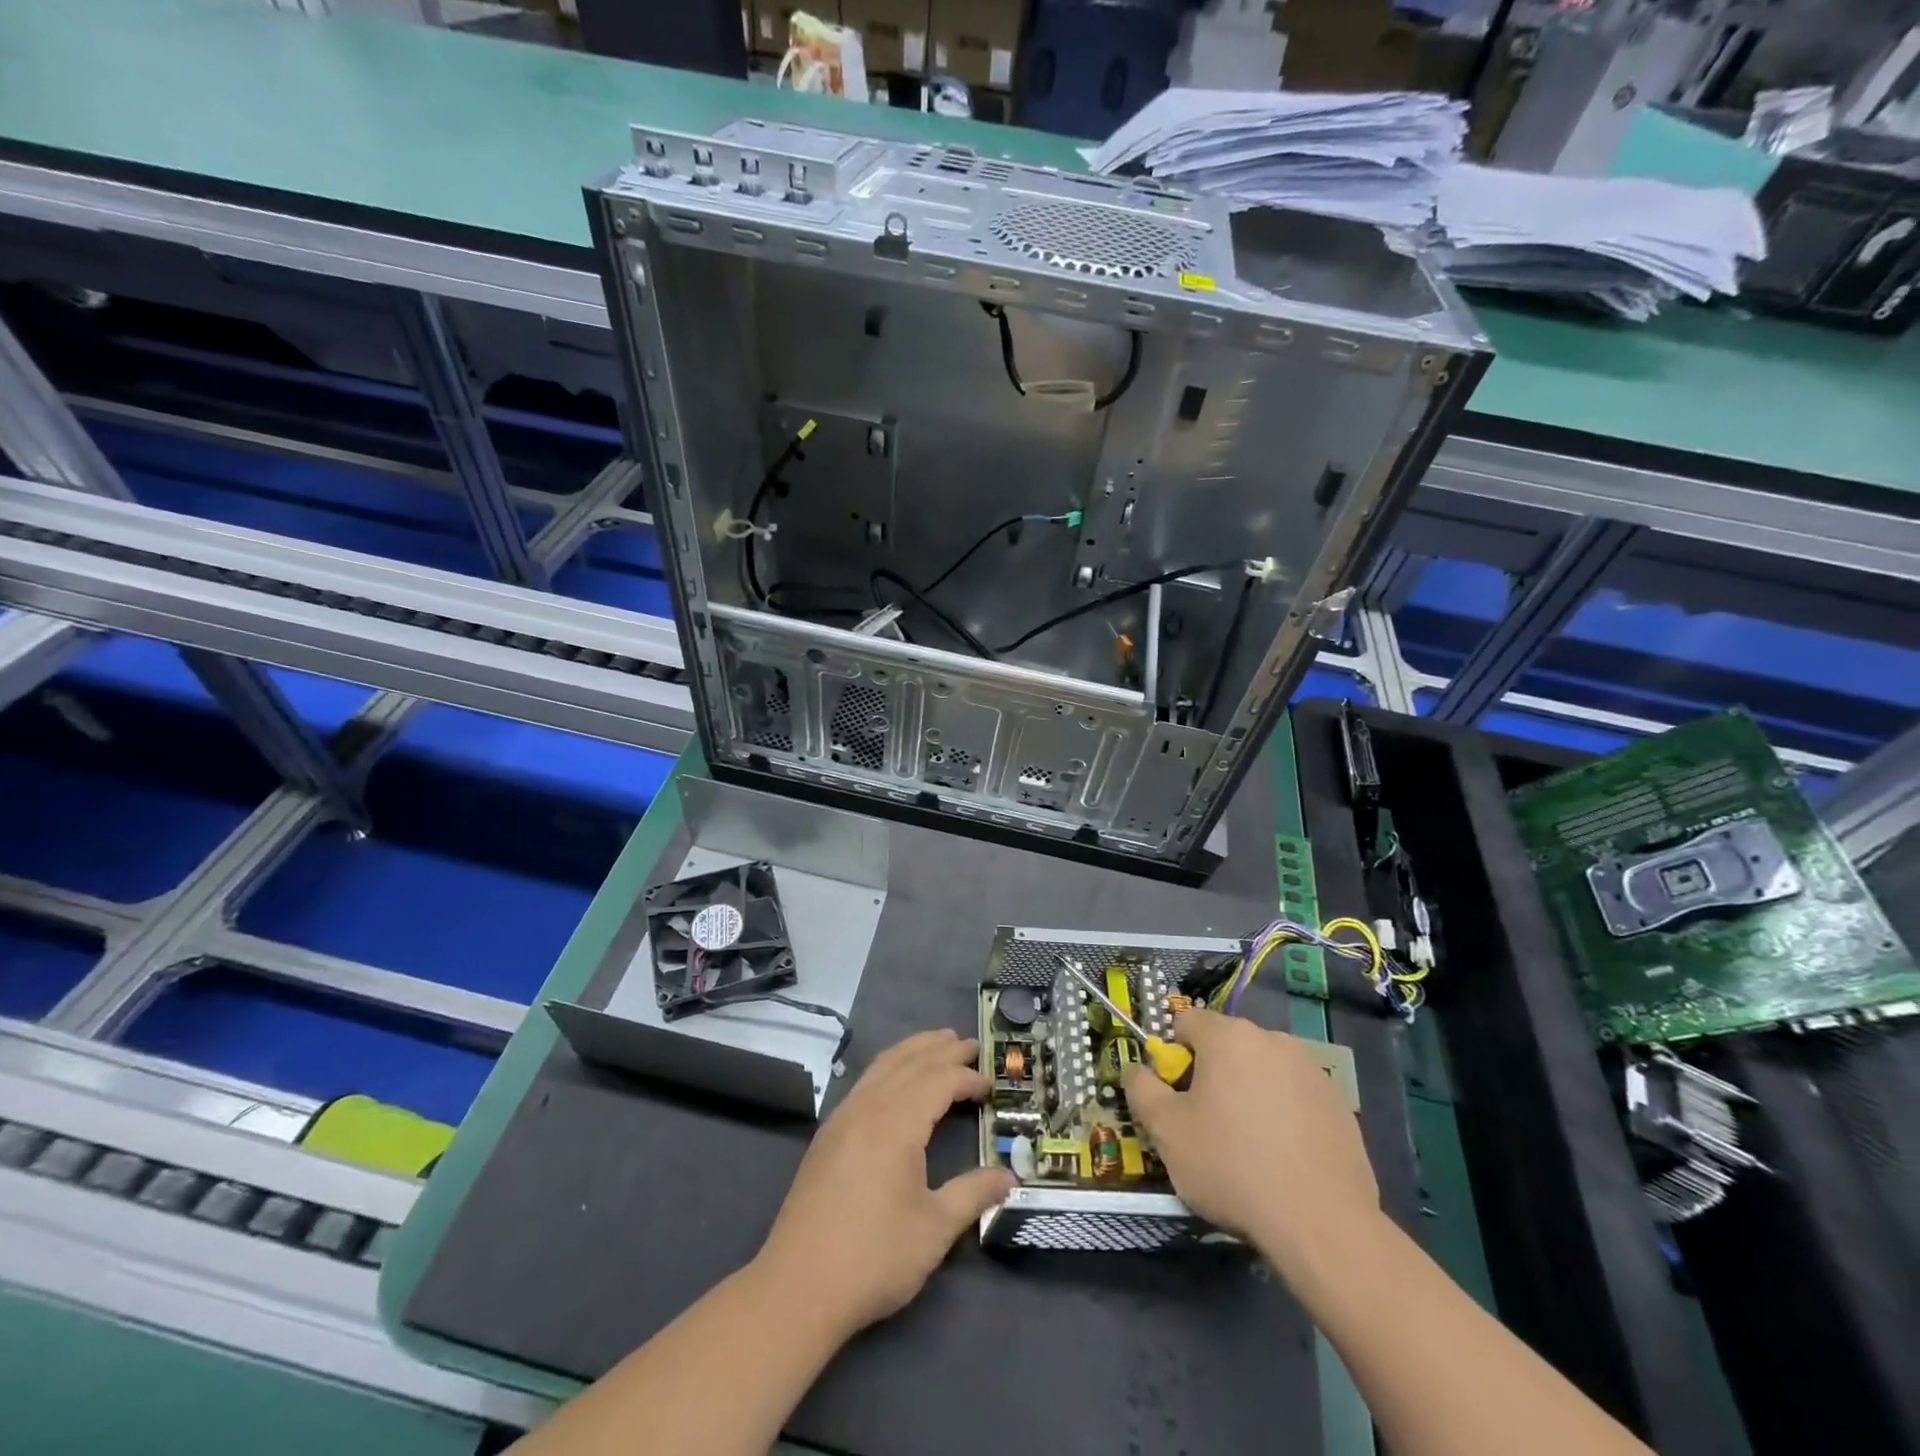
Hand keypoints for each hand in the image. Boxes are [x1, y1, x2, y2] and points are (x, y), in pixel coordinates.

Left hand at [756, 1029, 1014, 1335]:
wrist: (797, 1287)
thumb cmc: (873, 1257)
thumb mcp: (934, 1229)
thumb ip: (973, 1194)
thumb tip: (1009, 1178)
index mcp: (896, 1123)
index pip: (938, 1081)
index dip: (966, 1077)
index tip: (991, 1084)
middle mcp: (868, 1107)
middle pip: (910, 1062)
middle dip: (942, 1050)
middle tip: (971, 1044)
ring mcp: (843, 1117)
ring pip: (883, 1065)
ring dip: (913, 1049)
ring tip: (938, 1042)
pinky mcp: (827, 1134)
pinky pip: (865, 1081)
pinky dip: (889, 1066)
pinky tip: (896, 1077)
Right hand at [1121, 1008, 1376, 1266]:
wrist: (1323, 1225)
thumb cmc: (1232, 1167)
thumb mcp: (1166, 1132)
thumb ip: (1141, 1089)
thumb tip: (1136, 1069)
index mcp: (1228, 1036)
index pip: (1185, 1022)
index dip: (1171, 1056)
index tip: (1175, 1097)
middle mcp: (1272, 1039)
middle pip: (1226, 1045)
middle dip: (1211, 1075)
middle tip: (1207, 1125)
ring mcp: (1311, 1070)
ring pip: (1262, 1070)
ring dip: (1248, 1092)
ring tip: (1248, 1146)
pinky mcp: (1339, 1104)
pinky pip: (1295, 1097)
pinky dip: (1282, 1114)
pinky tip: (1282, 1158)